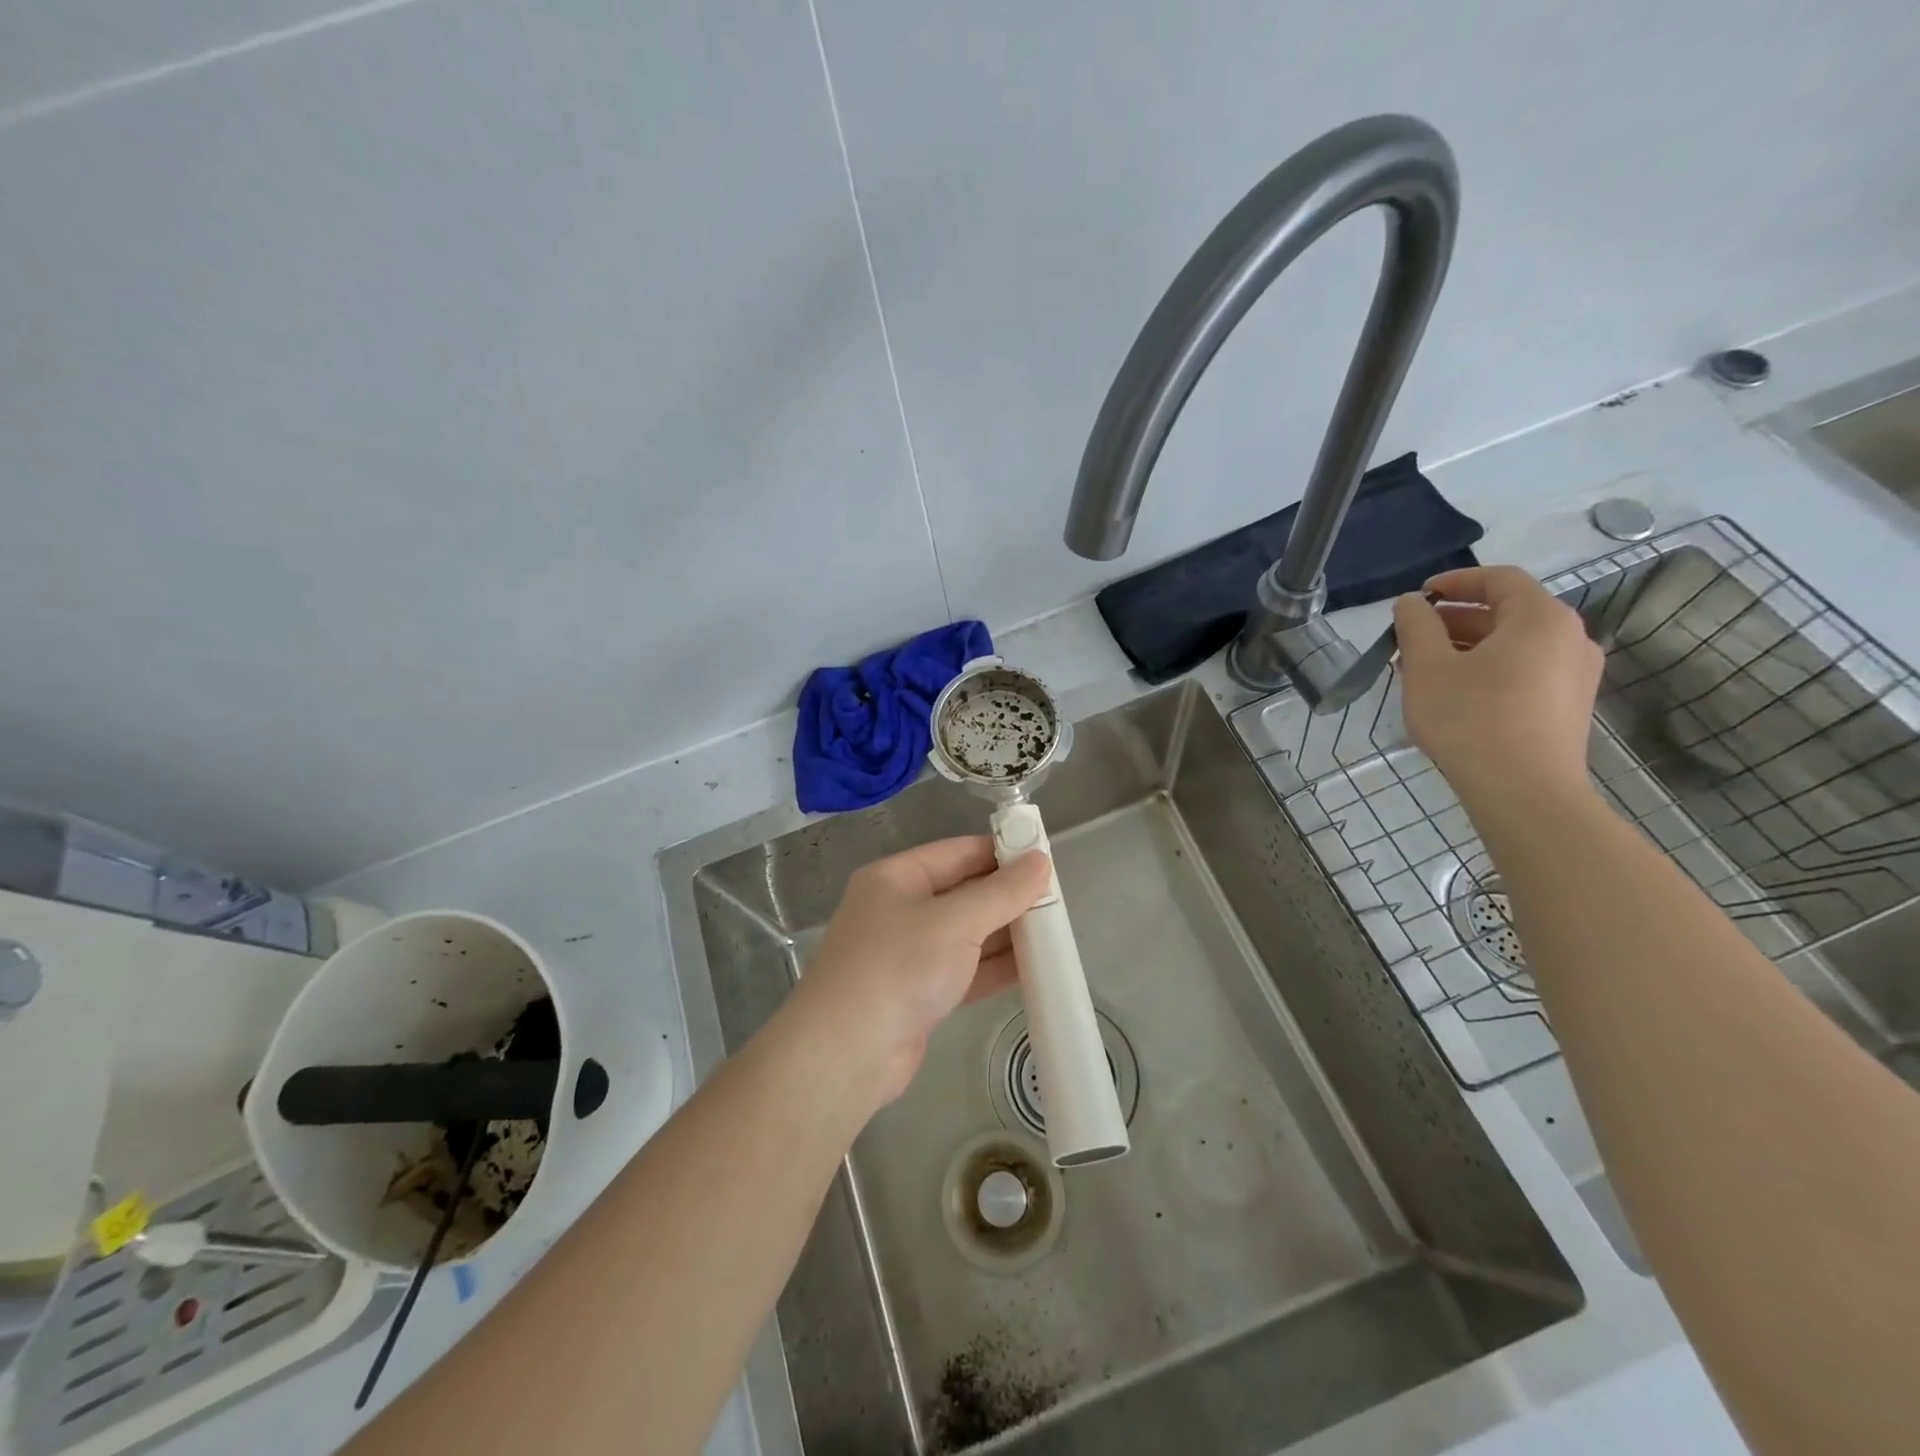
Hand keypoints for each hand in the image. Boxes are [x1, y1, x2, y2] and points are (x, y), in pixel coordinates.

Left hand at [787, 837, 1050, 1106]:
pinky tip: (1033, 969)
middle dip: (1007, 897)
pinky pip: (964, 970)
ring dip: (1005, 934)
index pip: (956, 852)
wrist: (846, 1054)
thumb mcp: (955, 922)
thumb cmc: (898, 967)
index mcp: (896, 878)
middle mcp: (898, 910)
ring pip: (966, 935)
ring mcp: (907, 955)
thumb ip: (1001, 893)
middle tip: (1057, 901)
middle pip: (962, 893)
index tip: (1043, 858)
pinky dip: (994, 968)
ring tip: (1054, 933)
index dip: (999, 852)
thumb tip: (1040, 860)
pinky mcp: (918, 994)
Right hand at [1392, 565, 1603, 807]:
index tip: (1418, 597)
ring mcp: (1576, 674)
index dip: (1455, 581)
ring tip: (1425, 670)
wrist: (1524, 791)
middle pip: (1508, 612)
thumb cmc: (1471, 719)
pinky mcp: (1569, 706)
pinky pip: (1525, 671)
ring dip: (1468, 647)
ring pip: (1515, 645)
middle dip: (1454, 620)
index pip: (1499, 578)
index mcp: (1540, 618)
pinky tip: (1455, 696)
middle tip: (1411, 639)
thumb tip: (1411, 603)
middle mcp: (1570, 638)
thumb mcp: (1427, 666)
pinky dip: (1488, 670)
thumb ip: (1416, 625)